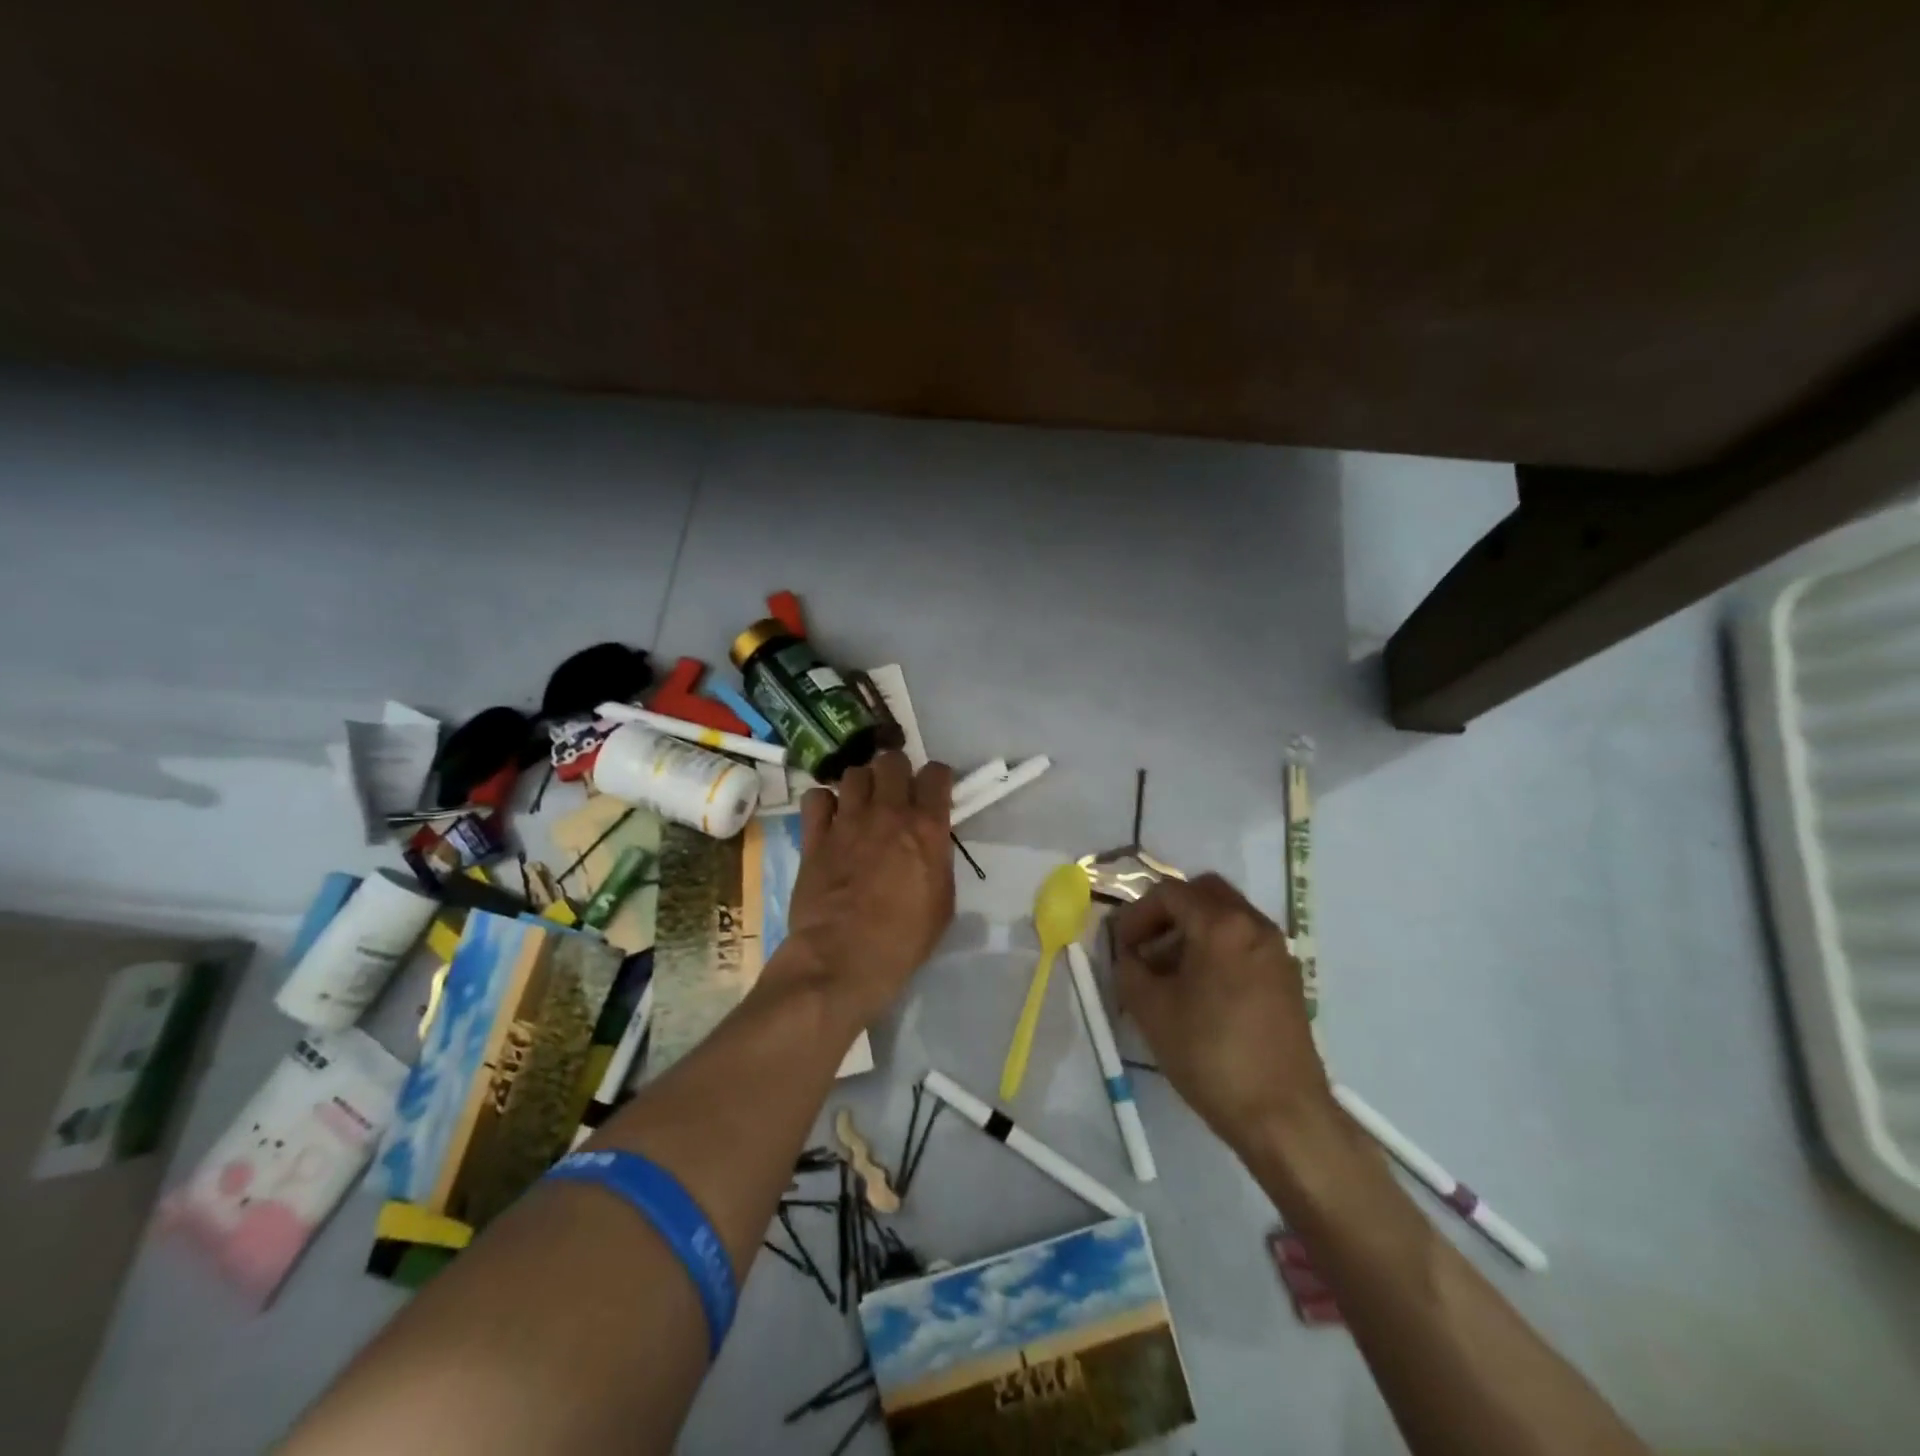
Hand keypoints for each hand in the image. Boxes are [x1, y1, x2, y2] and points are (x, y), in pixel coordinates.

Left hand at [779, 751, 955, 1026]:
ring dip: (862, 785)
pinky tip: (830, 820)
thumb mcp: (943, 902)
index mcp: (926, 827)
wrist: (843, 959)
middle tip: (896, 794)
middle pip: (892, 760)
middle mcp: (888, 812)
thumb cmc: (903, 940)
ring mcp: (847, 821)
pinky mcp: (814, 836)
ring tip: (861, 806)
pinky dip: (824, 803)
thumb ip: (937, 860)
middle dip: (897, 772)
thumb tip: (929, 845)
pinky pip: (816, 797)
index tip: (934, 794)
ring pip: (854, 773)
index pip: (936, 773)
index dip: (937, 779)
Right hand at [1114, 873, 1331, 1157]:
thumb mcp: (1151, 1010)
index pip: (1169, 893)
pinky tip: (1200, 990)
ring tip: (1169, 972)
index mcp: (1221, 925)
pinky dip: (1217, 947)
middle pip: (1203, 892)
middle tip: (1146, 946)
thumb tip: (1128, 955)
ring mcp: (1277, 950)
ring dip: (1192, 929)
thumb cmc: (1210, 1056)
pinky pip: (1244, 941)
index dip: (1136, 914)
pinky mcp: (1287, 977)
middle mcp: (1254, 925)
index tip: (1121, 948)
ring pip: (1226, 915)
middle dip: (1168, 912)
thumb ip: (1129, 968)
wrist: (1283, 1115)